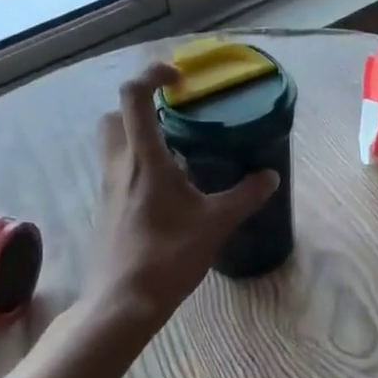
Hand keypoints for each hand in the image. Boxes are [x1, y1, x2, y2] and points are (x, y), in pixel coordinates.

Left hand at [83, 60, 279, 328]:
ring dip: (139, 135)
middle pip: (116, 115)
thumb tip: (270, 176)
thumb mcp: (215, 224)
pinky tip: (168, 190)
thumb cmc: (168, 256)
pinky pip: (119, 170)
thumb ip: (244, 196)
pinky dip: (138, 164)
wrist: (123, 301)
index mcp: (144, 159)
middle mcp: (119, 165)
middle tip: (174, 116)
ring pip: (114, 143)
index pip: (134, 96)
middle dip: (141, 105)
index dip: (153, 75)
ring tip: (178, 154)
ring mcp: (108, 187)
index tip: (179, 79)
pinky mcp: (107, 208)